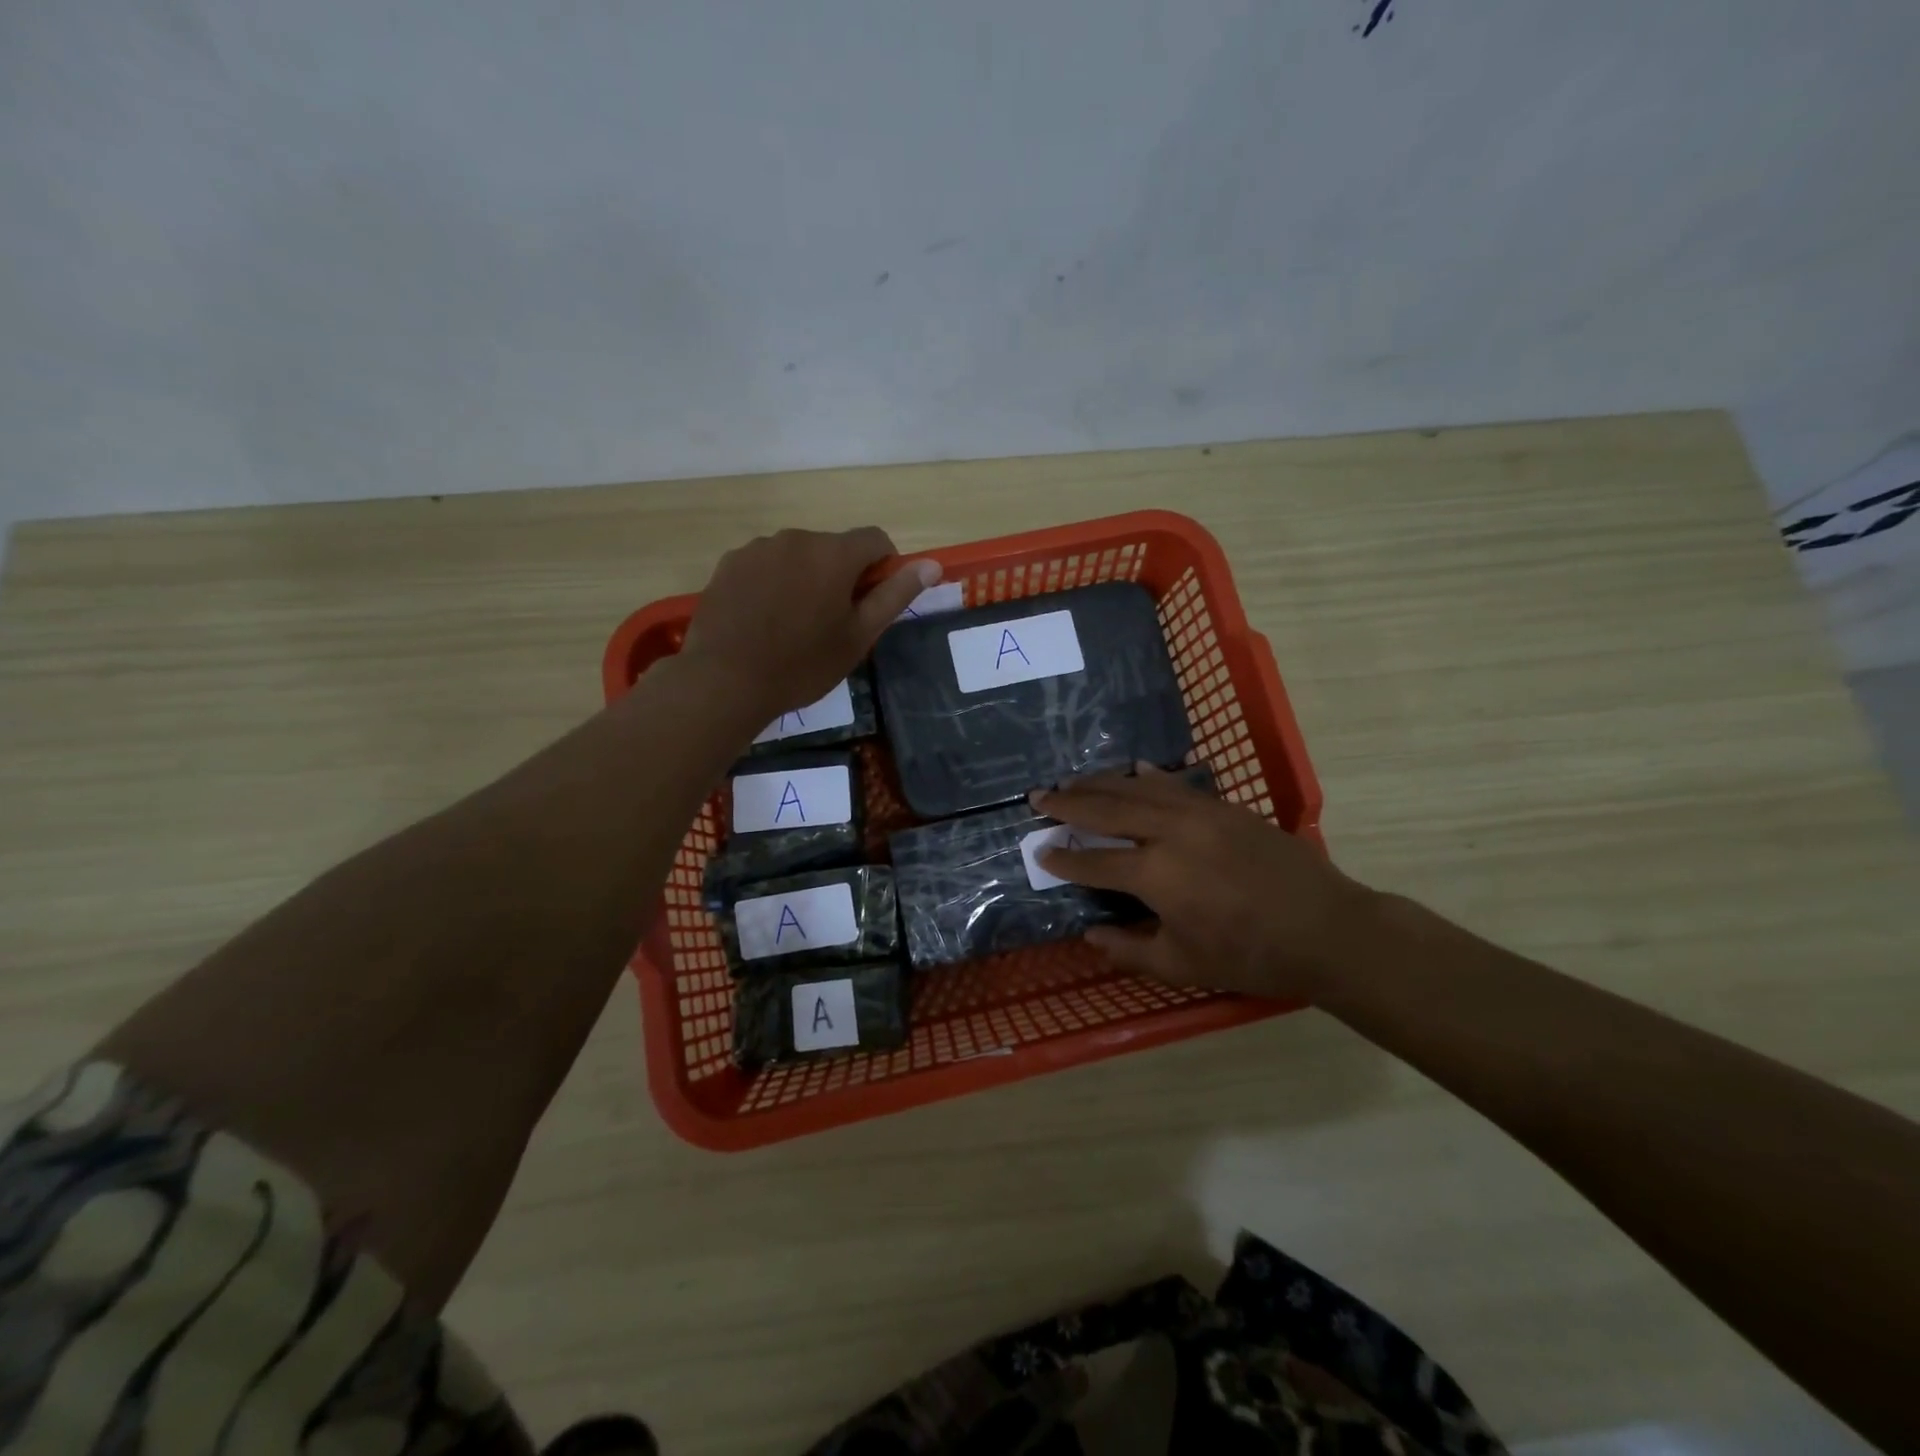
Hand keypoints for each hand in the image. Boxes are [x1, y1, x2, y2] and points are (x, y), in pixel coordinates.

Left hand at [681, 526, 939, 724]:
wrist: (726, 681)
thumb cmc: (803, 664)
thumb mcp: (859, 636)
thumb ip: (896, 595)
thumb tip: (932, 564)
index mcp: (834, 553)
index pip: (875, 539)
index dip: (883, 567)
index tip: (871, 602)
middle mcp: (796, 538)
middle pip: (833, 548)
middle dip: (840, 576)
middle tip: (831, 623)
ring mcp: (758, 548)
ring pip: (797, 556)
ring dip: (805, 578)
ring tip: (792, 624)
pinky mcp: (729, 564)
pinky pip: (765, 565)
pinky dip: (773, 583)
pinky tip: (763, 620)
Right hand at [1032, 766, 1378, 1000]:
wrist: (1328, 929)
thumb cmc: (1253, 956)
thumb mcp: (1185, 965)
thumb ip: (1131, 950)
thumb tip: (1091, 934)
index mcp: (1156, 876)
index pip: (1094, 862)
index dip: (1064, 859)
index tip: (1039, 851)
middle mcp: (1171, 833)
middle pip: (1108, 810)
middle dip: (1069, 803)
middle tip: (1038, 796)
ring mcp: (1200, 813)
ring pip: (1138, 788)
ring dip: (1101, 783)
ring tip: (1072, 781)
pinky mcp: (1225, 807)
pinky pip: (1176, 784)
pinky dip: (1149, 777)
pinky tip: (1134, 770)